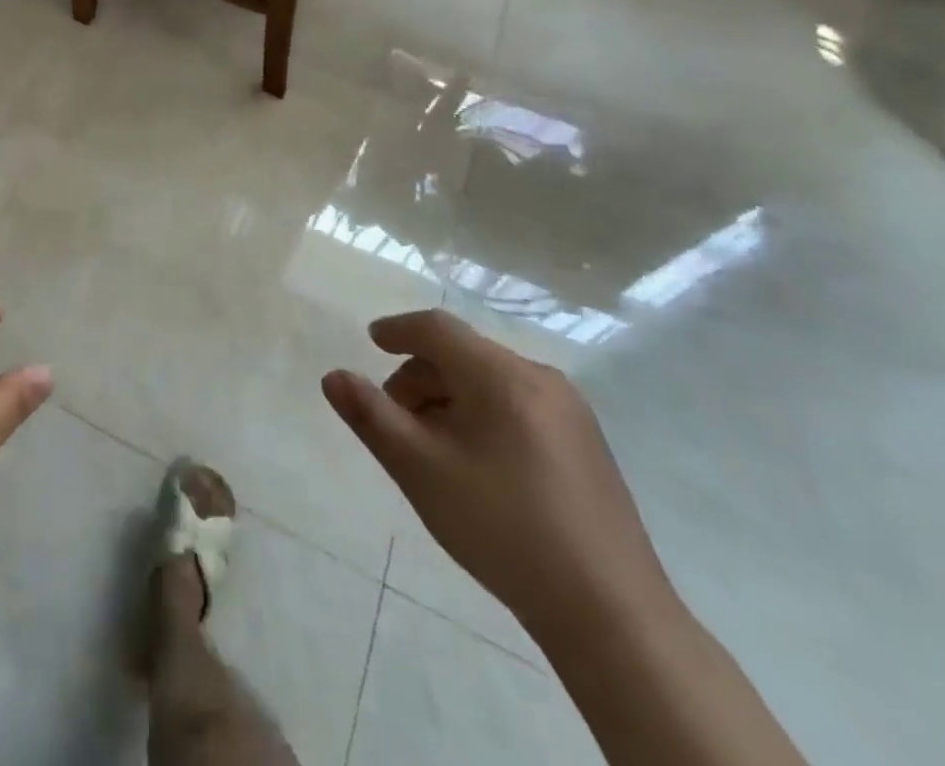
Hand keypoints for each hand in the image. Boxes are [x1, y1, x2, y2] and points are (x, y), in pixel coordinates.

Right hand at [323, 310, 671, 635]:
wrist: (611, 615)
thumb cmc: (503, 528)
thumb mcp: (420, 470)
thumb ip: (371, 416)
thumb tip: (333, 376)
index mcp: (502, 376)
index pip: (437, 329)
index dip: (398, 330)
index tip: (370, 342)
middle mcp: (540, 379)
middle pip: (463, 355)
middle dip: (420, 377)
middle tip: (394, 420)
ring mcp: (571, 412)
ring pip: (490, 381)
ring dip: (448, 398)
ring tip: (431, 448)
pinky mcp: (586, 445)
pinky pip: (517, 405)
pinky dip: (481, 414)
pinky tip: (475, 464)